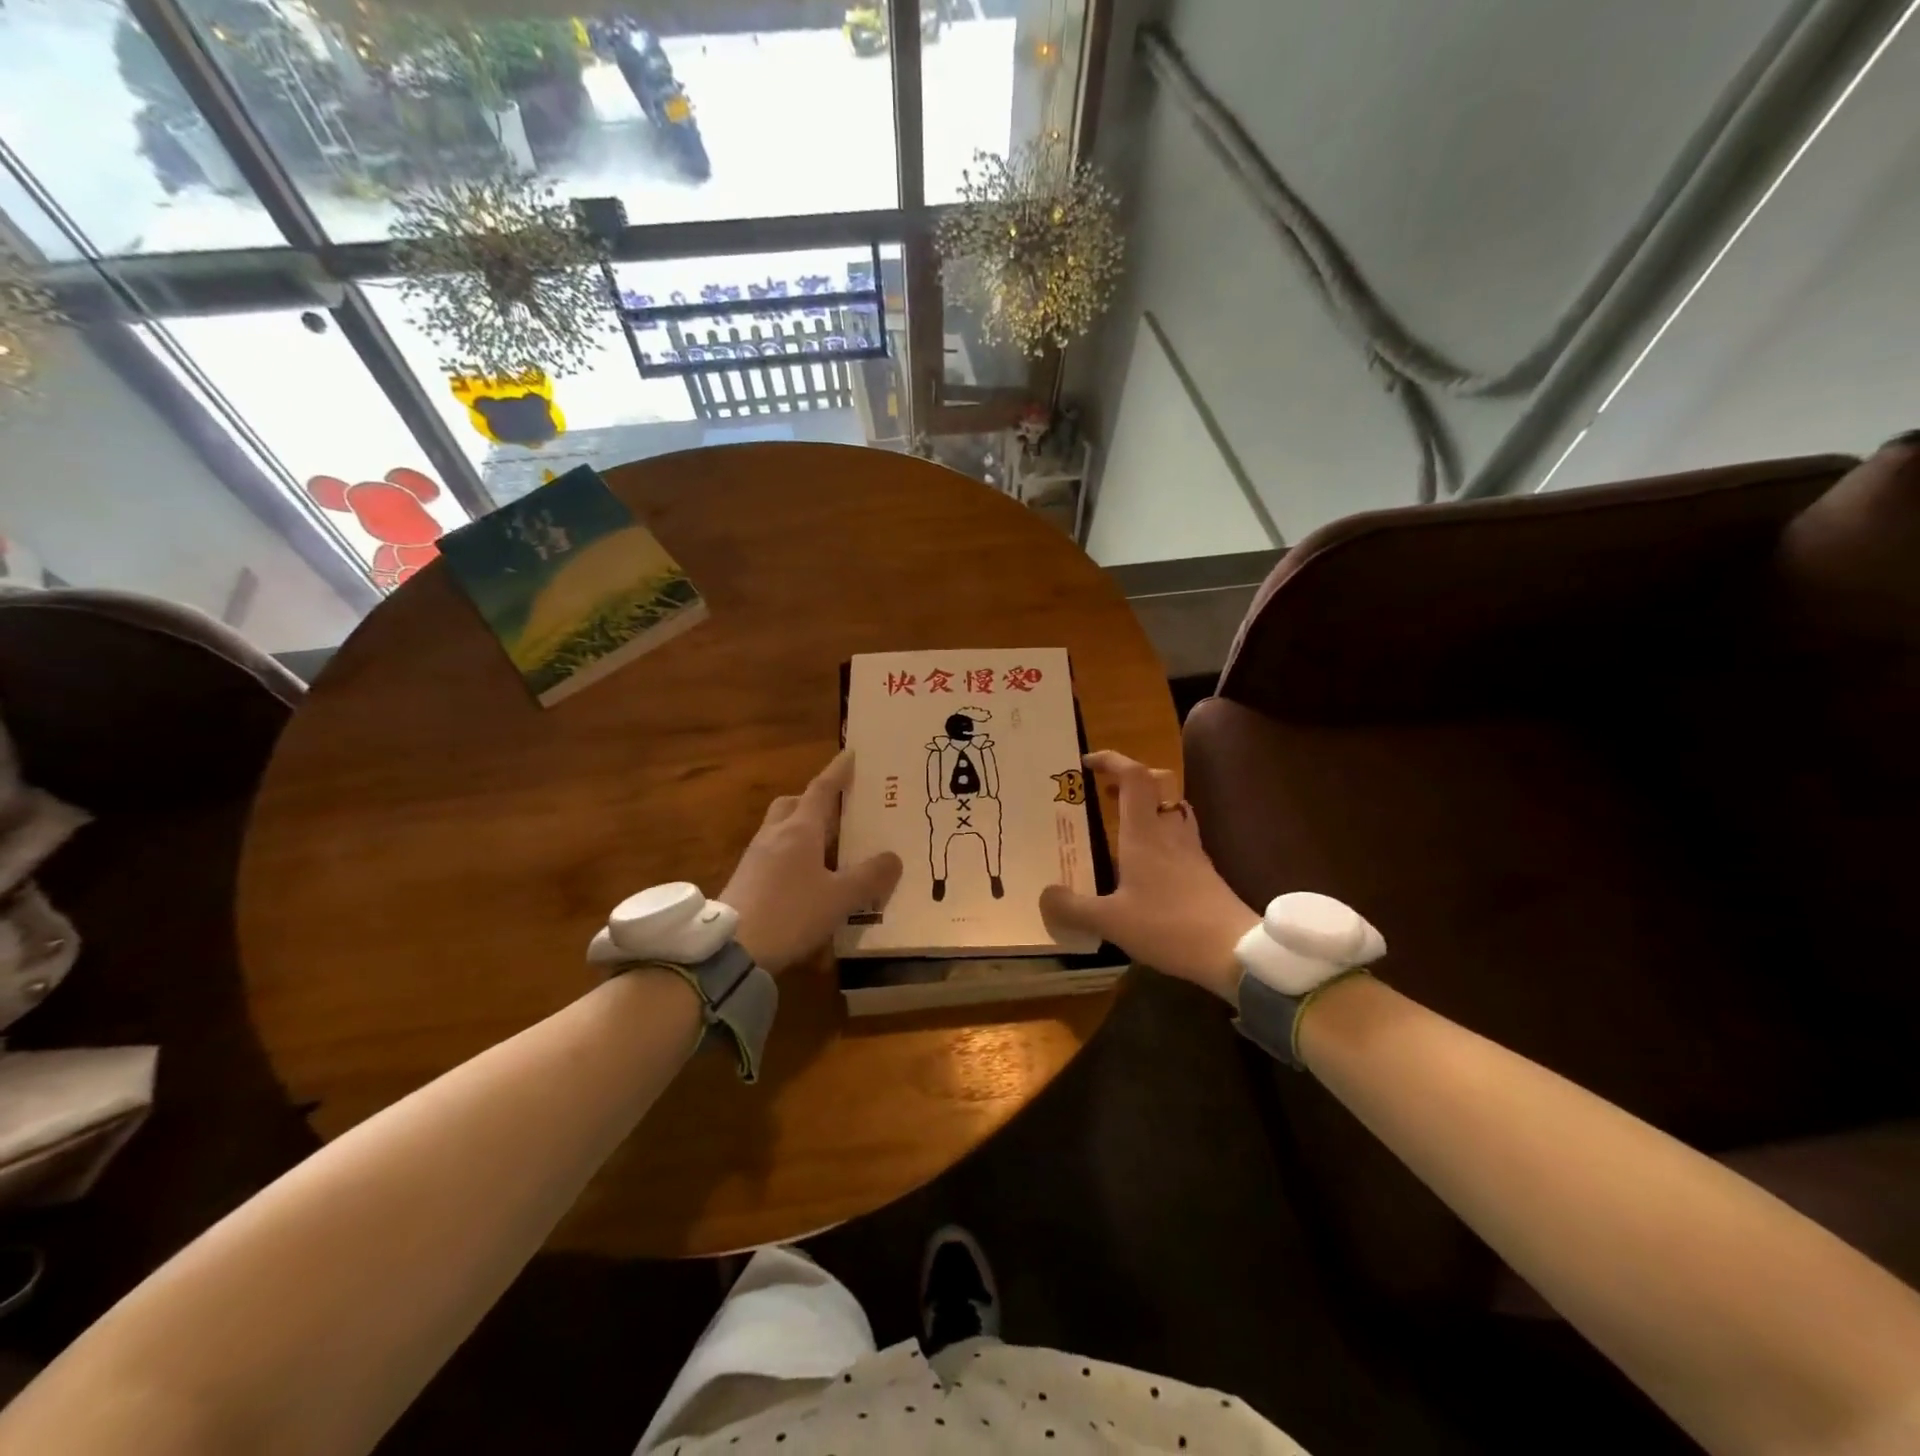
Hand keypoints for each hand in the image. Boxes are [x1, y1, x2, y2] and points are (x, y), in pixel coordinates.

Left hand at [721, 749, 902, 974]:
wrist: (731, 949)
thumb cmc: (791, 913)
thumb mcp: (840, 898)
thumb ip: (870, 877)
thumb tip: (894, 857)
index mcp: (800, 830)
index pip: (822, 789)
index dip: (838, 771)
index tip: (850, 753)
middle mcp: (775, 835)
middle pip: (793, 804)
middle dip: (815, 800)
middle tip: (839, 810)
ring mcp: (755, 856)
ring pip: (781, 828)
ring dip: (803, 829)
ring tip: (828, 847)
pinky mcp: (745, 879)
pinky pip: (773, 853)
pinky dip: (792, 854)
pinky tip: (806, 878)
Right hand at [1039, 750, 1258, 1004]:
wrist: (1233, 951)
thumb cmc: (1168, 925)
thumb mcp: (1110, 921)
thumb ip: (1073, 908)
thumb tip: (1045, 895)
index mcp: (1144, 833)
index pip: (1134, 776)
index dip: (1112, 760)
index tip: (1088, 763)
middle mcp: (1169, 832)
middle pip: (1159, 784)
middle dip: (1131, 779)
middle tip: (1107, 792)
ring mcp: (1191, 850)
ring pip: (1173, 809)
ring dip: (1149, 805)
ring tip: (1124, 824)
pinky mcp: (1204, 871)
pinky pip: (1181, 836)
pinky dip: (1162, 835)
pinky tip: (1147, 863)